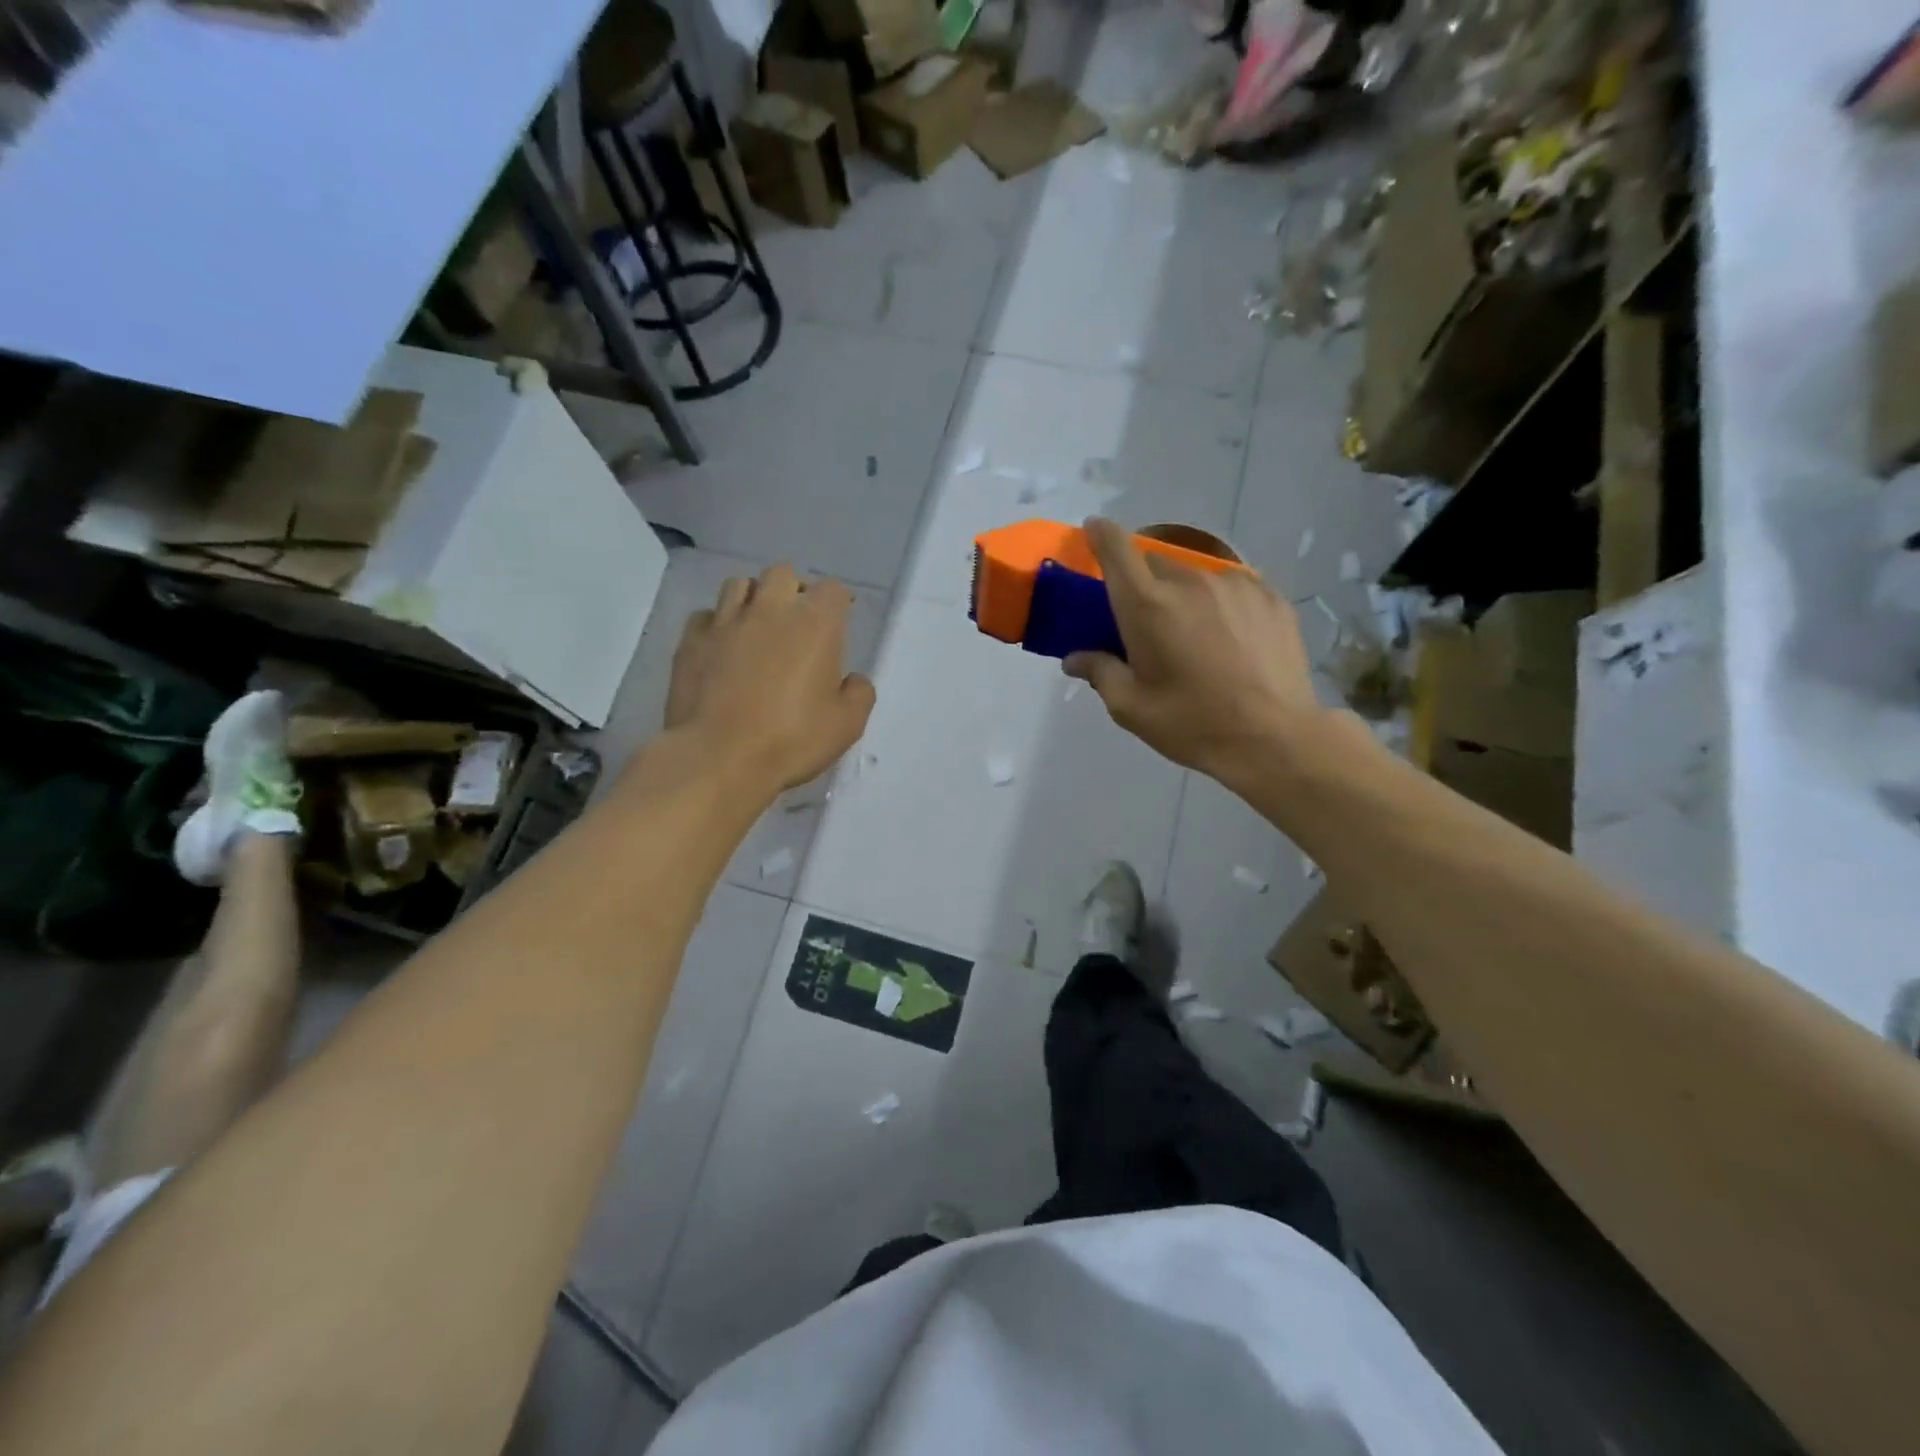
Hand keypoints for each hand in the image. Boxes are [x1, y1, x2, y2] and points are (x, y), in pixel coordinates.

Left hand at [663, 565, 875, 795]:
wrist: (718, 757)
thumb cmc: (792, 739)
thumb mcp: (847, 725)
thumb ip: (859, 693)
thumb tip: (852, 679)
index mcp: (815, 624)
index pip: (832, 589)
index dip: (839, 601)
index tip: (840, 618)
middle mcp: (770, 610)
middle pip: (783, 574)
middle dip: (793, 589)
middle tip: (797, 618)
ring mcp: (725, 622)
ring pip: (739, 584)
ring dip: (754, 598)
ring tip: (758, 624)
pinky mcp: (691, 641)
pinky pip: (706, 615)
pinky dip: (718, 623)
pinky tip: (722, 645)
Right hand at [1064, 517, 1327, 787]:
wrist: (1274, 738)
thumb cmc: (1192, 723)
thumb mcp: (1131, 707)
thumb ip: (1099, 672)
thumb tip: (1075, 658)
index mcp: (1147, 605)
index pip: (1116, 549)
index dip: (1100, 535)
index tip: (1093, 532)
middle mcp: (1189, 582)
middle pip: (1155, 562)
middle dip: (1144, 583)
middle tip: (1147, 621)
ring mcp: (1235, 585)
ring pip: (1196, 575)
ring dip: (1184, 594)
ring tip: (1195, 633)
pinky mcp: (1270, 596)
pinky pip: (1232, 587)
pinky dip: (1220, 602)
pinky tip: (1229, 637)